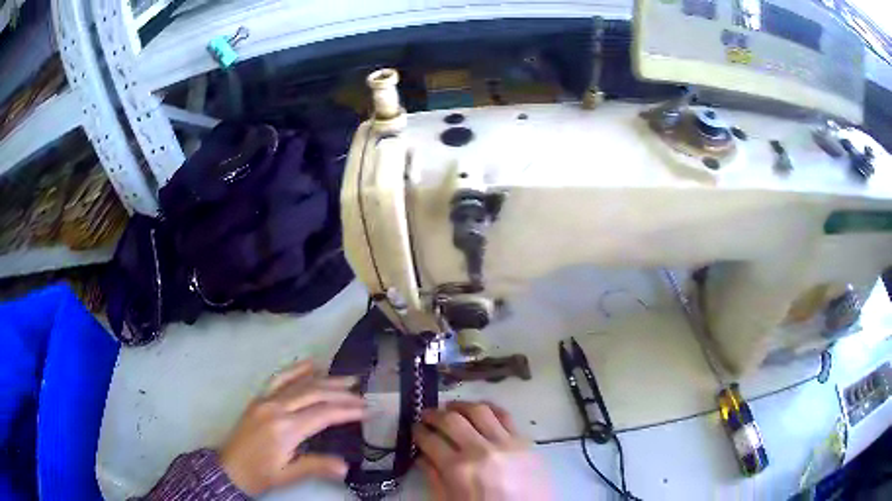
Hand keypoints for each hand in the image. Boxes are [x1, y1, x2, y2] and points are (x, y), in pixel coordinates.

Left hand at [219, 360, 365, 495]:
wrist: (229, 469)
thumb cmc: (260, 475)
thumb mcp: (288, 475)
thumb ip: (316, 467)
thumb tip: (346, 466)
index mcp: (285, 428)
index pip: (323, 413)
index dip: (348, 410)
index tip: (369, 410)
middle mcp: (276, 408)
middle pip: (314, 393)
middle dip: (341, 394)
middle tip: (363, 395)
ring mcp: (266, 400)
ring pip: (299, 383)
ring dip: (325, 379)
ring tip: (347, 378)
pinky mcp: (259, 398)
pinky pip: (279, 378)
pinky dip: (296, 370)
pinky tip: (310, 364)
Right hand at [413, 401, 552, 500]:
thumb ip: (434, 477)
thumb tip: (421, 455)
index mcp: (458, 470)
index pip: (430, 440)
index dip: (418, 431)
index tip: (414, 428)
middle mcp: (480, 450)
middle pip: (452, 420)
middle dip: (434, 414)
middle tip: (427, 415)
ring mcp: (505, 443)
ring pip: (479, 410)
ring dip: (460, 406)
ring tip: (451, 408)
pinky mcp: (524, 441)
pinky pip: (505, 415)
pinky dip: (489, 408)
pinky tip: (480, 410)